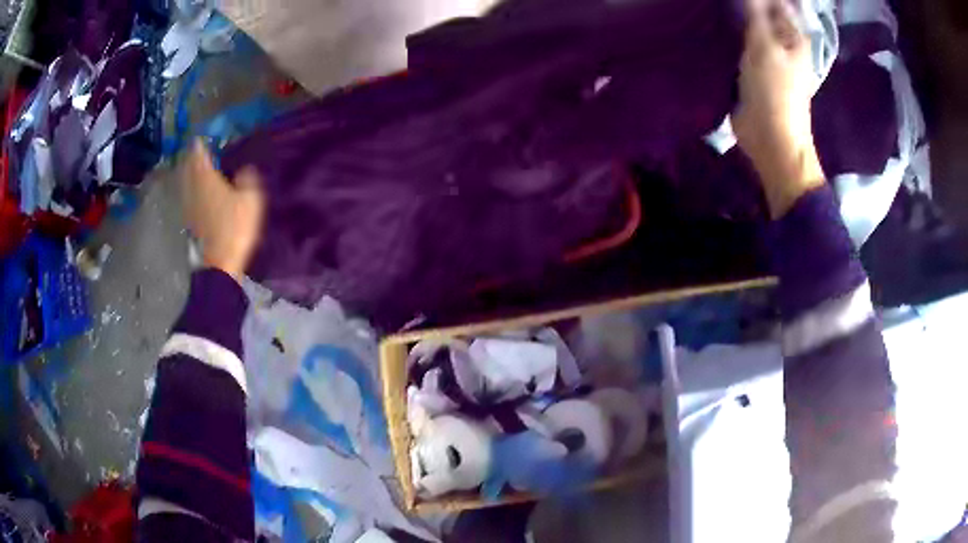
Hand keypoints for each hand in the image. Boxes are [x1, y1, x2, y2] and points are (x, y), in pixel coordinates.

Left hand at [181, 139, 264, 281]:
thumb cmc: (235, 228)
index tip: (201, 137)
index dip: (200, 145)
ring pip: (186, 183)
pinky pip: (188, 197)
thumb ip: (248, 180)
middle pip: (188, 168)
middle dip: (192, 158)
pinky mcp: (190, 221)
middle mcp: (193, 189)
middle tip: (197, 151)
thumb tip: (245, 169)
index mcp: (206, 179)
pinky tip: (196, 191)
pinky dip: (190, 189)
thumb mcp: (251, 200)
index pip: (199, 155)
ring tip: (195, 168)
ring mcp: (189, 206)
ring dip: (189, 173)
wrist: (219, 263)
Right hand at [732, 0, 825, 218]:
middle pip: (763, 13)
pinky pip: (739, 44)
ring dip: (735, 18)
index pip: (778, 4)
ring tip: (714, 7)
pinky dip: (729, 35)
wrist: (769, 139)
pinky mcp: (751, 70)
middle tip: (723, 0)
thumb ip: (756, 13)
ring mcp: (767, 57)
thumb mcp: (765, 46)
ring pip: (749, 27)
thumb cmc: (775, 93)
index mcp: (793, 37)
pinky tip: (715, 26)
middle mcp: (782, 44)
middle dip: (745, 4)